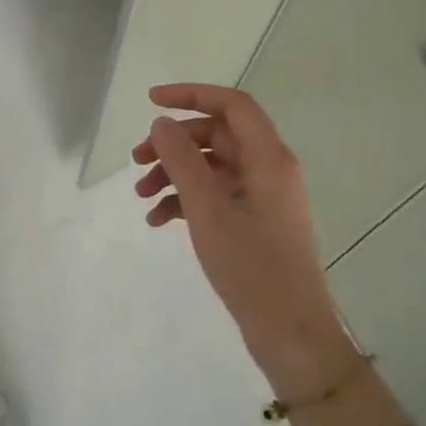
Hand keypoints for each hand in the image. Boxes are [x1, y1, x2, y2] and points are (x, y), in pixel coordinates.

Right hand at [133, 83, 349, 395]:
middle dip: (173, 144)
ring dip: (174, 174)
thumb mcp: (207, 208)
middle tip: (136, 161)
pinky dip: (185, 201)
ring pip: (211, 168)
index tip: (150, 101)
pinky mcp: (253, 222)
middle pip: (217, 136)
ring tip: (141, 197)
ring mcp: (262, 197)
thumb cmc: (250, 264)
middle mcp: (269, 169)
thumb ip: (181, 159)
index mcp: (268, 158)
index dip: (191, 95)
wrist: (289, 330)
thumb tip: (161, 123)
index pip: (232, 105)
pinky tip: (158, 220)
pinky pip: (215, 196)